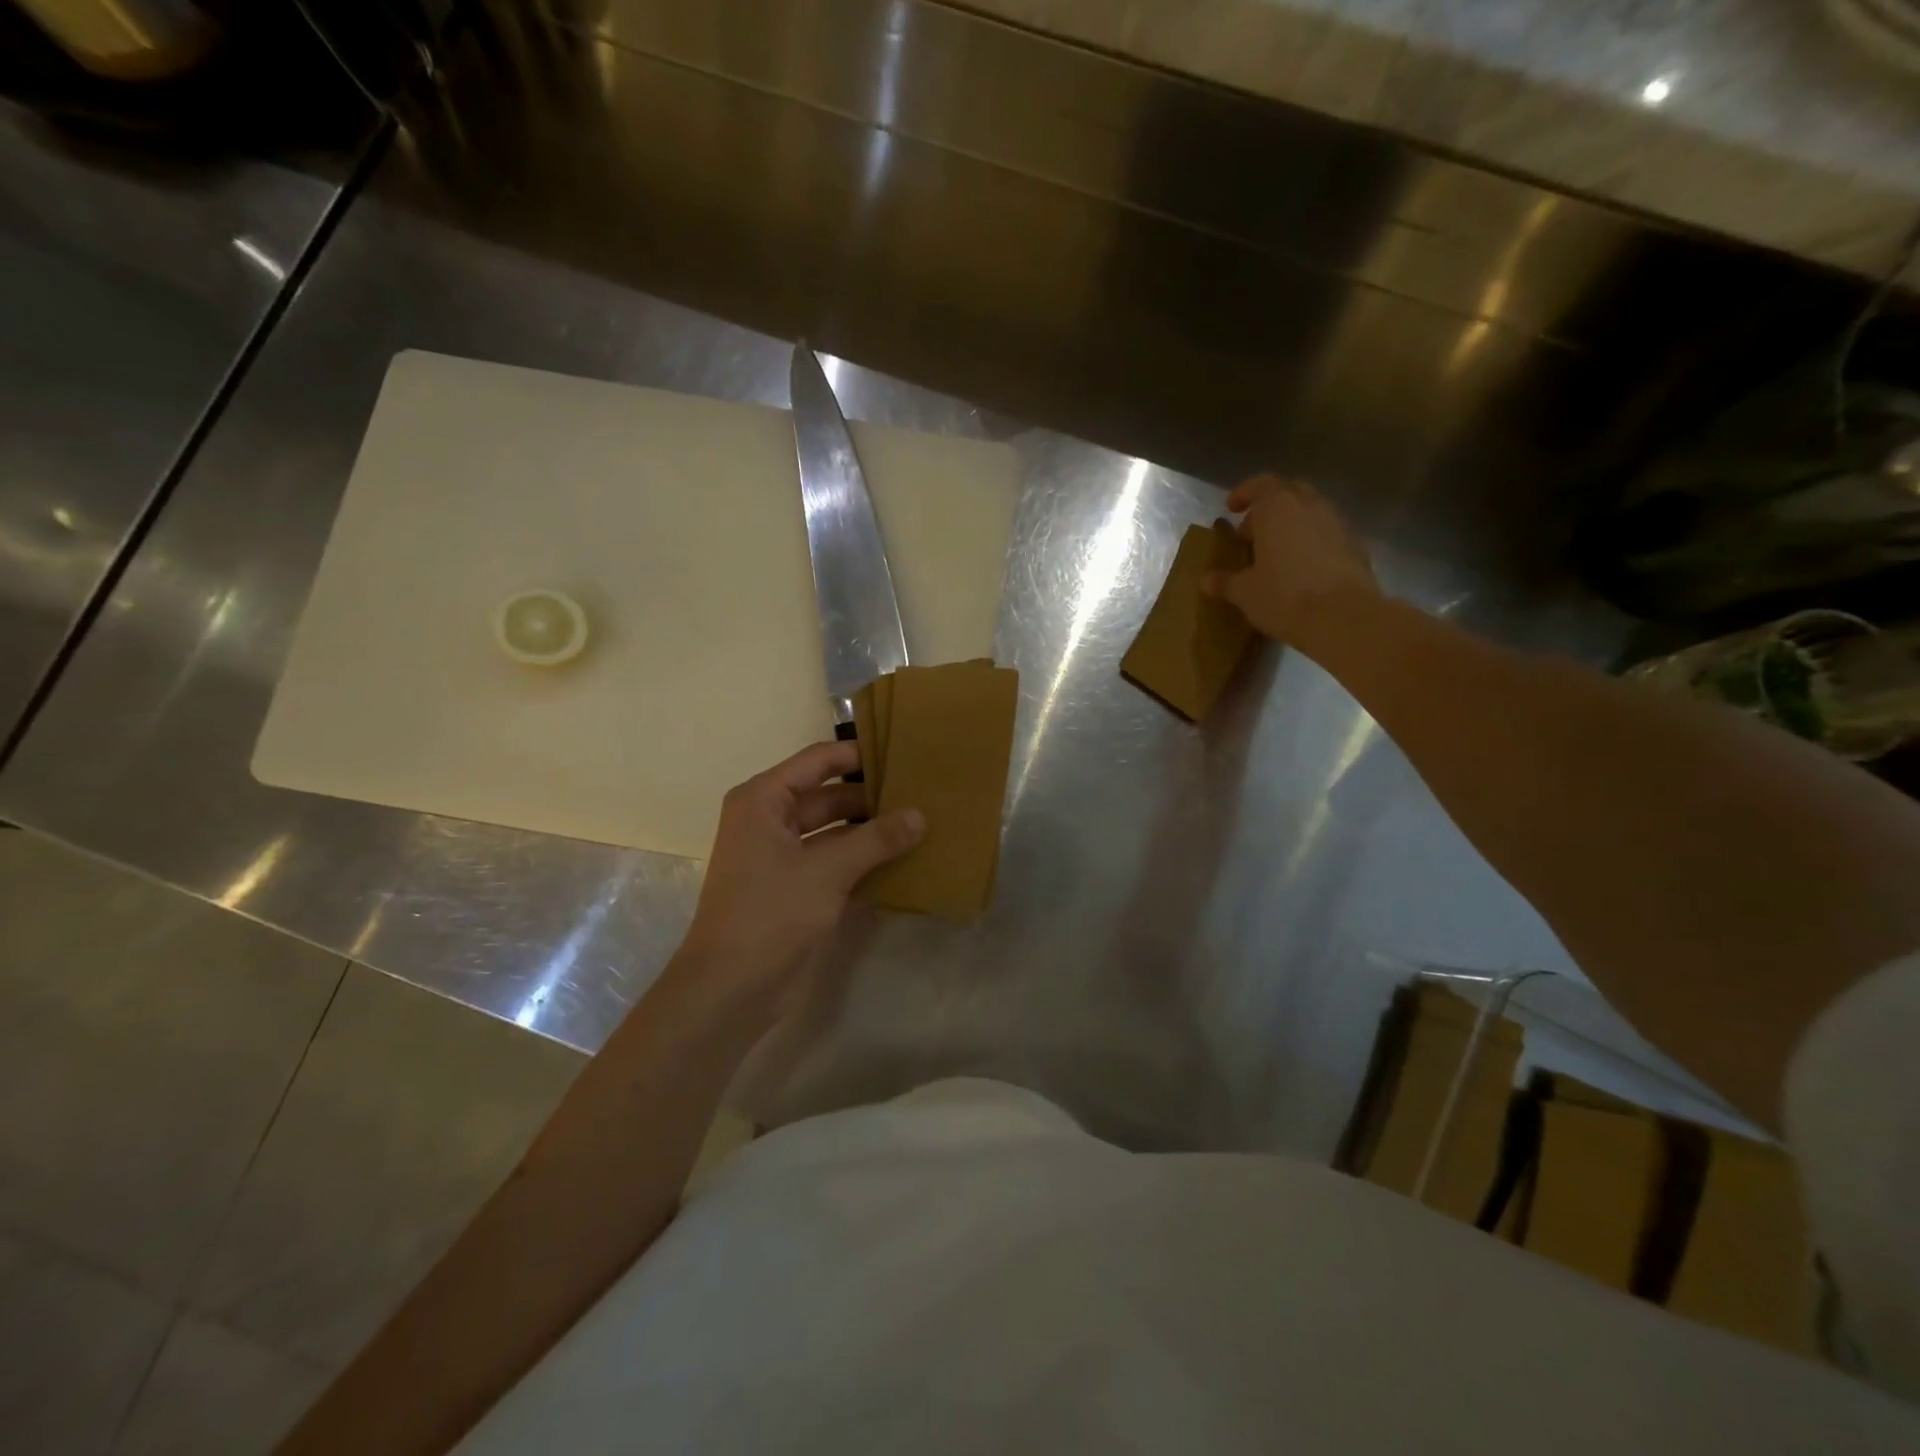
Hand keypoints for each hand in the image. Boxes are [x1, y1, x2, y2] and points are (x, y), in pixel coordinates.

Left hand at [674, 741, 922, 1019]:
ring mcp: (783, 856)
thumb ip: (876, 839)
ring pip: (835, 830)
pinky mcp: (797, 887)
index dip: (858, 755)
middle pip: (829, 795)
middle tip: (922, 792)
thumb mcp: (827, 870)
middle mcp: (770, 820)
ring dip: (872, 830)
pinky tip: (905, 858)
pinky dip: (865, 859)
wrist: (731, 989)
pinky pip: (836, 861)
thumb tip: (920, 816)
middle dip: (871, 796)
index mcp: (763, 800)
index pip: (818, 761)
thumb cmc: (770, 914)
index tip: (903, 753)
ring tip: (922, 822)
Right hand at [1202, 475, 1380, 647]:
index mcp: (1278, 508)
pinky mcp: (1356, 546)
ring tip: (1275, 554)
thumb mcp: (1244, 592)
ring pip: (1311, 512)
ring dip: (1292, 525)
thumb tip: (1205, 580)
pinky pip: (1327, 534)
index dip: (1243, 493)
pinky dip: (1311, 543)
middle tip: (1252, 533)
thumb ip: (1224, 581)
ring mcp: (1337, 524)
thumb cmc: (1284, 596)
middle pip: (1289, 493)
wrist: (1344, 618)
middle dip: (1269, 508)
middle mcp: (1310, 506)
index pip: (1260, 484)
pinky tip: (1300, 570)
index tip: (1231, 509)